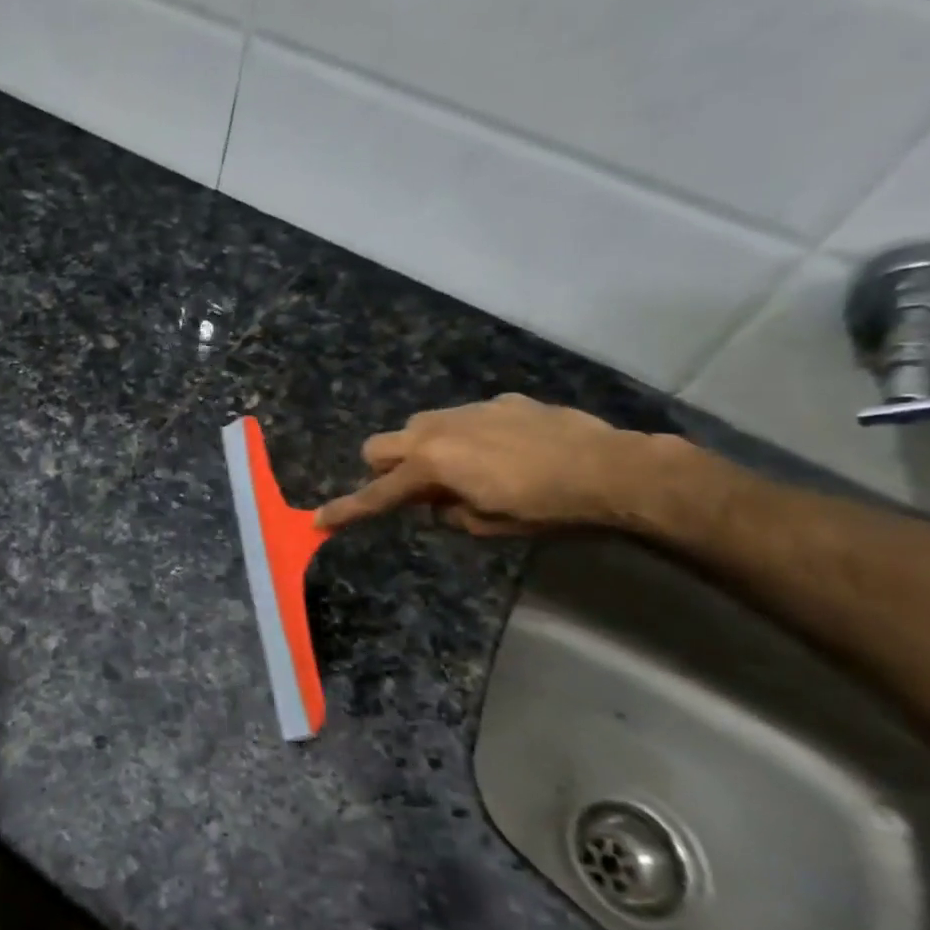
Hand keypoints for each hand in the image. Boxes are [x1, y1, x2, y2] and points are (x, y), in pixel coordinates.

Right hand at [314, 394, 657, 535]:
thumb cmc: (543, 508)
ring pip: (419, 425)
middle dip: (382, 469)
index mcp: (430, 465)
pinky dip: (464, 437)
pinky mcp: (500, 402)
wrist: (609, 469)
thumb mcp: (485, 526)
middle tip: (410, 492)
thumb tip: (437, 504)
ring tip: (456, 471)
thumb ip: (447, 513)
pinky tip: (500, 454)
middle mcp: (438, 430)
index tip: (319, 521)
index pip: (377, 494)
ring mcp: (469, 411)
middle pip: (381, 445)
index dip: (347, 511)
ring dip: (420, 449)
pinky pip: (463, 418)